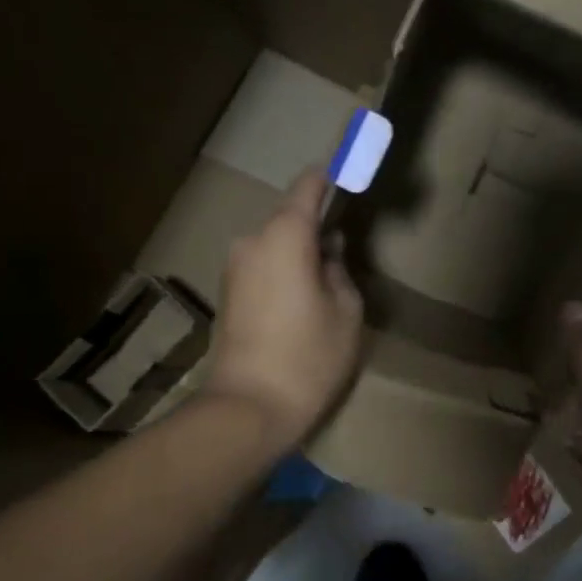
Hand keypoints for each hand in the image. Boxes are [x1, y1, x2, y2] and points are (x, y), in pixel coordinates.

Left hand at [202, 170, 363, 452]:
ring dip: (300, 250)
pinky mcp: (228, 292)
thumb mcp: (346, 311)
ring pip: (276, 242)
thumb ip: (340, 270)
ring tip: (328, 280)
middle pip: (290, 216)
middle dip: (317, 224)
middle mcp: (252, 241)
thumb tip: (327, 253)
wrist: (247, 408)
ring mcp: (235, 267)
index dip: (332, 176)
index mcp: (285, 235)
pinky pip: (263, 264)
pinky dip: (284, 269)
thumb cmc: (308, 357)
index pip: (308, 186)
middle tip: (347, 246)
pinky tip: (303, 299)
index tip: (353, 172)